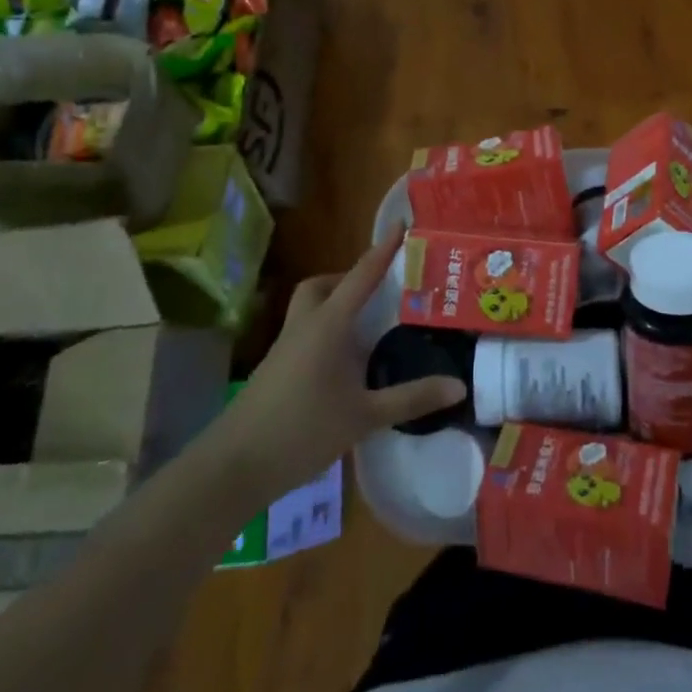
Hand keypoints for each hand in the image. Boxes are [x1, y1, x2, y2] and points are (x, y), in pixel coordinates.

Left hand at [230, 232, 466, 491]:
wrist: (233, 467)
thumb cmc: (302, 430)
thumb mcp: (364, 416)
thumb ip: (411, 398)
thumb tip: (458, 386)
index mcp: (328, 324)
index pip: (361, 276)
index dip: (382, 250)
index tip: (400, 224)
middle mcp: (304, 326)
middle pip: (322, 286)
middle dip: (348, 280)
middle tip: (378, 292)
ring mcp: (284, 348)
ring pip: (308, 310)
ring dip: (334, 306)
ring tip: (365, 328)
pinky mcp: (274, 371)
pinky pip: (303, 335)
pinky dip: (325, 334)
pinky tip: (343, 364)